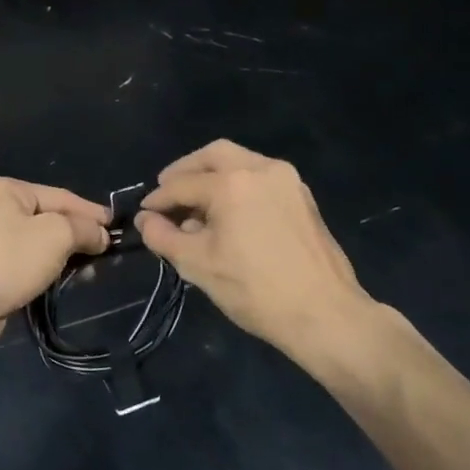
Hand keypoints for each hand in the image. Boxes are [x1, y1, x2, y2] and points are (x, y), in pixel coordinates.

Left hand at [0, 176, 109, 340]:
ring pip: (37, 244)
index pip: (60, 196)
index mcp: (5, 189)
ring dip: (63, 257)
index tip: (117, 228)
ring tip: (89, 273)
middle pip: (48, 219)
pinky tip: (62, 283)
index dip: (91, 212)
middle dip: (77, 236)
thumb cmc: (7, 258)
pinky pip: (23, 264)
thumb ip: (83, 229)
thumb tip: (101, 235)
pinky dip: (44, 272)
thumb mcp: (55, 234)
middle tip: (105, 254)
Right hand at [135, 141, 383, 380]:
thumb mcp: (197, 265)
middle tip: (168, 192)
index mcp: (232, 183)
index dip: (158, 199)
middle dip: (186, 171)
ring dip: (213, 176)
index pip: (182, 184)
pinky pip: (260, 178)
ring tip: (196, 207)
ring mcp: (287, 181)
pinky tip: (228, 214)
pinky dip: (237, 186)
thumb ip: (163, 236)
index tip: (144, 213)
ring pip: (240, 162)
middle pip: (214, 155)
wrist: (325, 314)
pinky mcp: (302, 198)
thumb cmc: (254, 289)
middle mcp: (261, 169)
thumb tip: (146, 220)